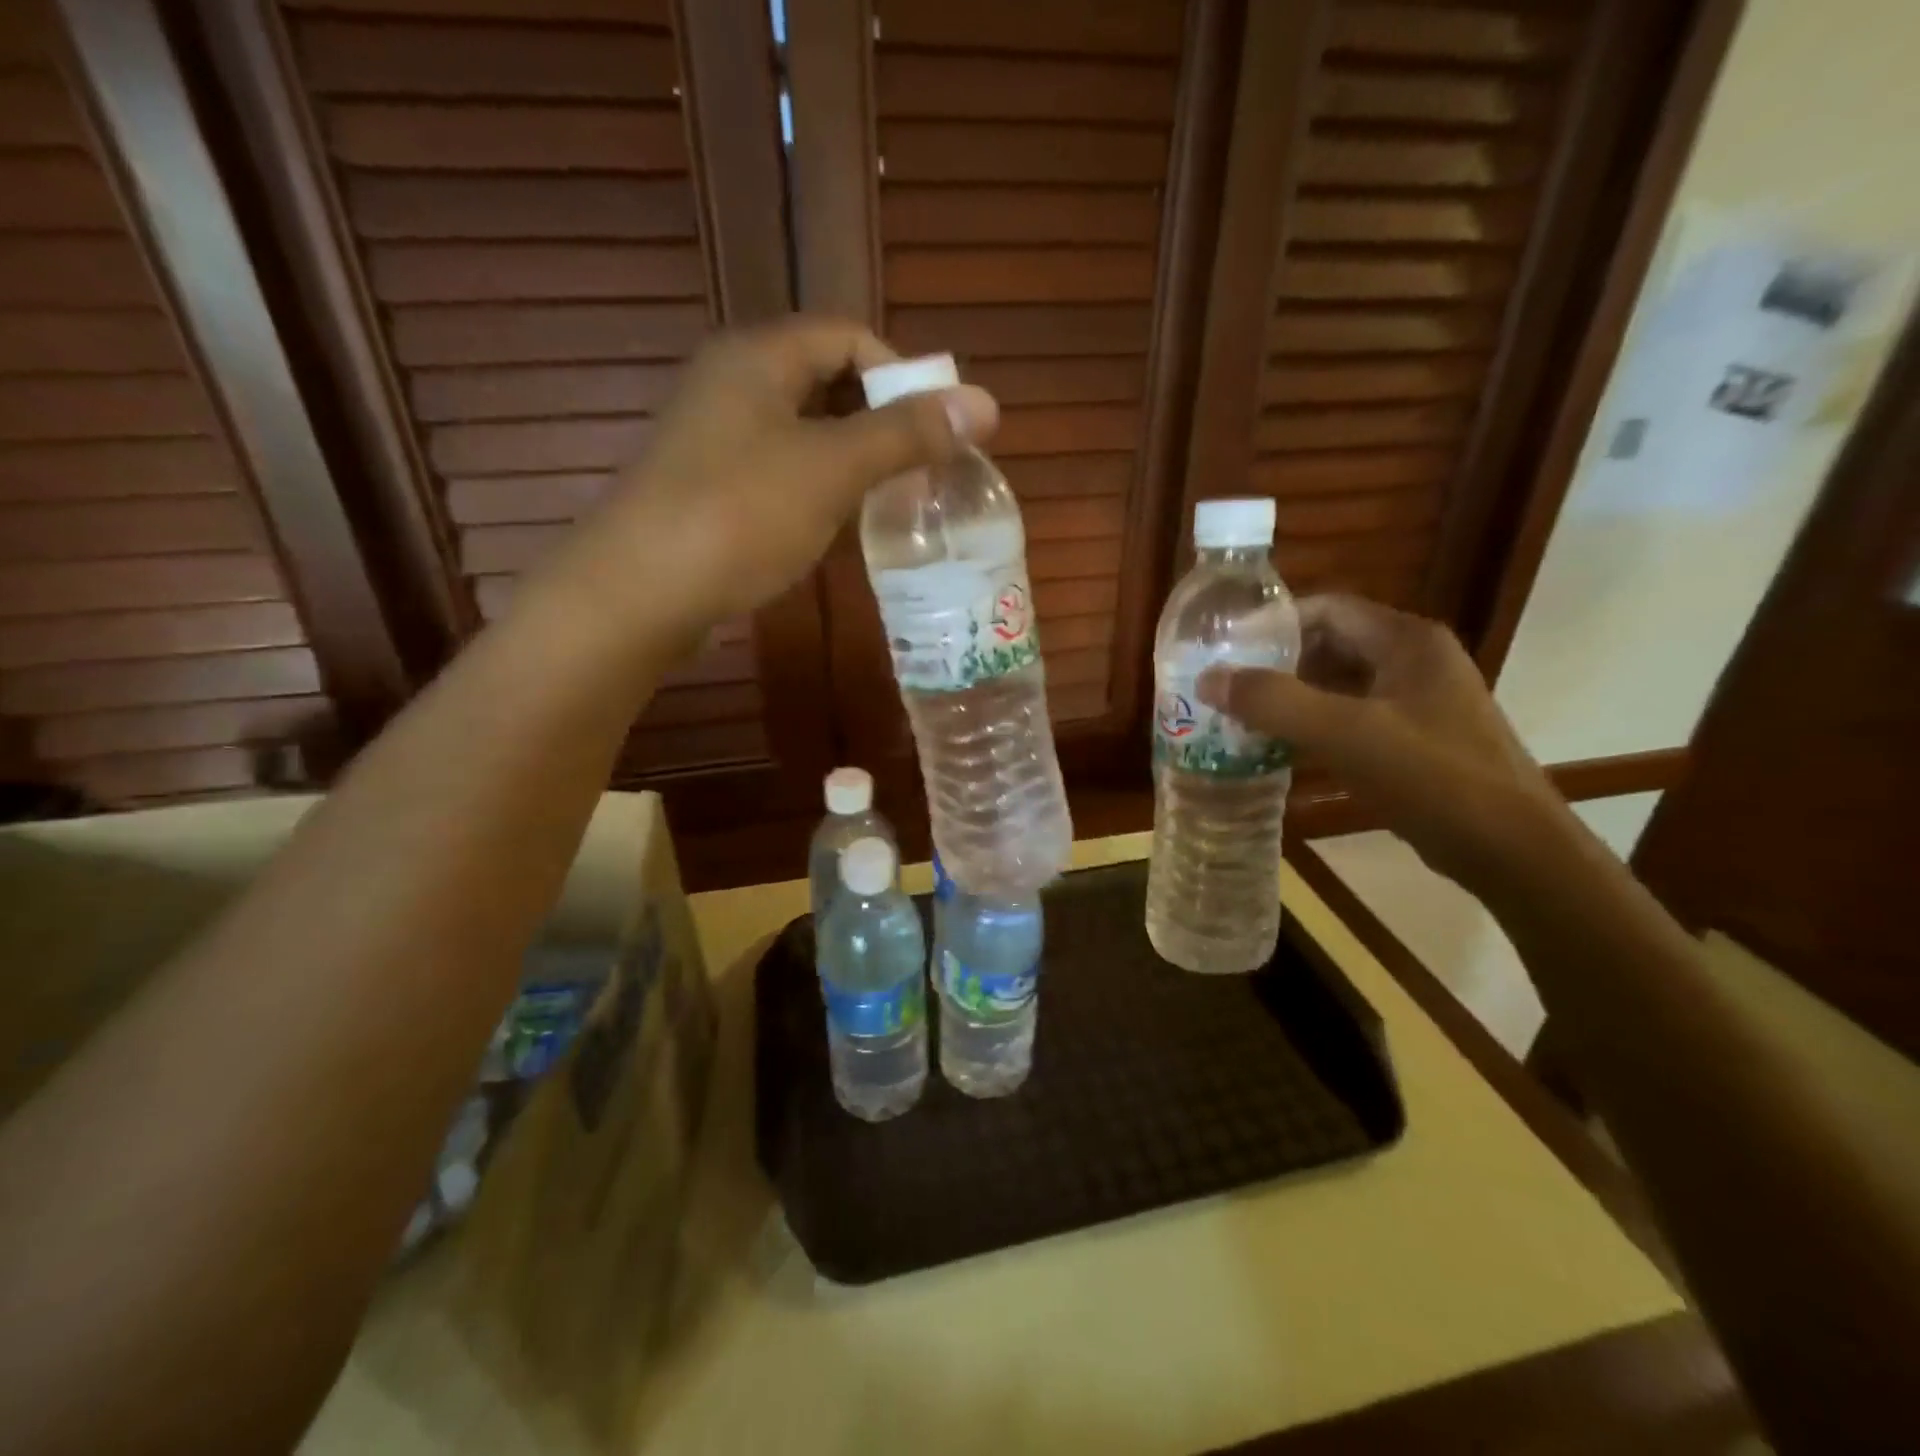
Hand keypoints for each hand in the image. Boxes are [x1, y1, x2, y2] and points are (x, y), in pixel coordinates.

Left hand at [531, 317, 997, 634]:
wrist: (639, 592)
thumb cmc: (740, 515)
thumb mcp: (833, 468)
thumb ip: (907, 434)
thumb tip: (987, 402)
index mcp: (759, 356)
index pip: (848, 335)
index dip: (901, 374)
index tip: (937, 430)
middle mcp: (733, 383)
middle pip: (827, 380)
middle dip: (882, 420)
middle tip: (923, 468)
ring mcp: (716, 438)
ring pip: (804, 431)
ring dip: (853, 458)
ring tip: (893, 499)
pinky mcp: (709, 487)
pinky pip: (780, 470)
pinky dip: (818, 487)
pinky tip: (838, 525)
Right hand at [1197, 595, 1571, 892]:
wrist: (1512, 851)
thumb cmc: (1433, 778)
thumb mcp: (1346, 734)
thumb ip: (1274, 702)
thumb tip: (1208, 679)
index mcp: (1406, 641)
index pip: (1326, 608)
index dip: (1272, 623)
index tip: (1224, 646)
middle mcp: (1413, 660)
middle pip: (1329, 644)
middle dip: (1275, 663)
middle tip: (1225, 685)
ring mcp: (1417, 701)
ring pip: (1338, 684)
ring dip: (1290, 697)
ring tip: (1239, 716)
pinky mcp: (1414, 739)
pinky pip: (1351, 718)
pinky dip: (1313, 726)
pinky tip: (1279, 749)